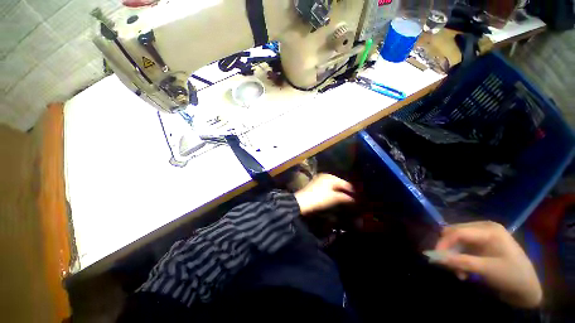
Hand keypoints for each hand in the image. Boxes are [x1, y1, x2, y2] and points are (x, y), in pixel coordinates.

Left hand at [294, 174, 354, 215]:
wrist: (302, 201)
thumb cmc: (319, 198)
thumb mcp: (333, 198)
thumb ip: (344, 197)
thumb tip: (352, 199)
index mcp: (330, 177)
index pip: (344, 182)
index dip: (350, 190)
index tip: (356, 196)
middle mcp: (325, 175)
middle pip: (338, 182)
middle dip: (344, 189)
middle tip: (350, 197)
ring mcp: (319, 178)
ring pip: (332, 184)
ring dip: (338, 190)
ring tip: (343, 197)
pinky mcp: (315, 183)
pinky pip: (327, 185)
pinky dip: (332, 189)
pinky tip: (333, 195)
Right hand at [434, 221, 542, 307]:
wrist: (527, 288)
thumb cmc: (511, 276)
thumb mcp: (486, 270)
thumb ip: (461, 262)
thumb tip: (435, 257)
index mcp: (488, 230)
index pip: (458, 232)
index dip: (443, 243)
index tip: (435, 257)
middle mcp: (483, 228)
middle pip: (454, 234)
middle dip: (448, 250)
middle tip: (448, 266)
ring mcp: (482, 235)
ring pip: (456, 241)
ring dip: (453, 256)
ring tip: (459, 272)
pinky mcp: (481, 243)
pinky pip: (462, 247)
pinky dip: (459, 258)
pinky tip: (463, 271)